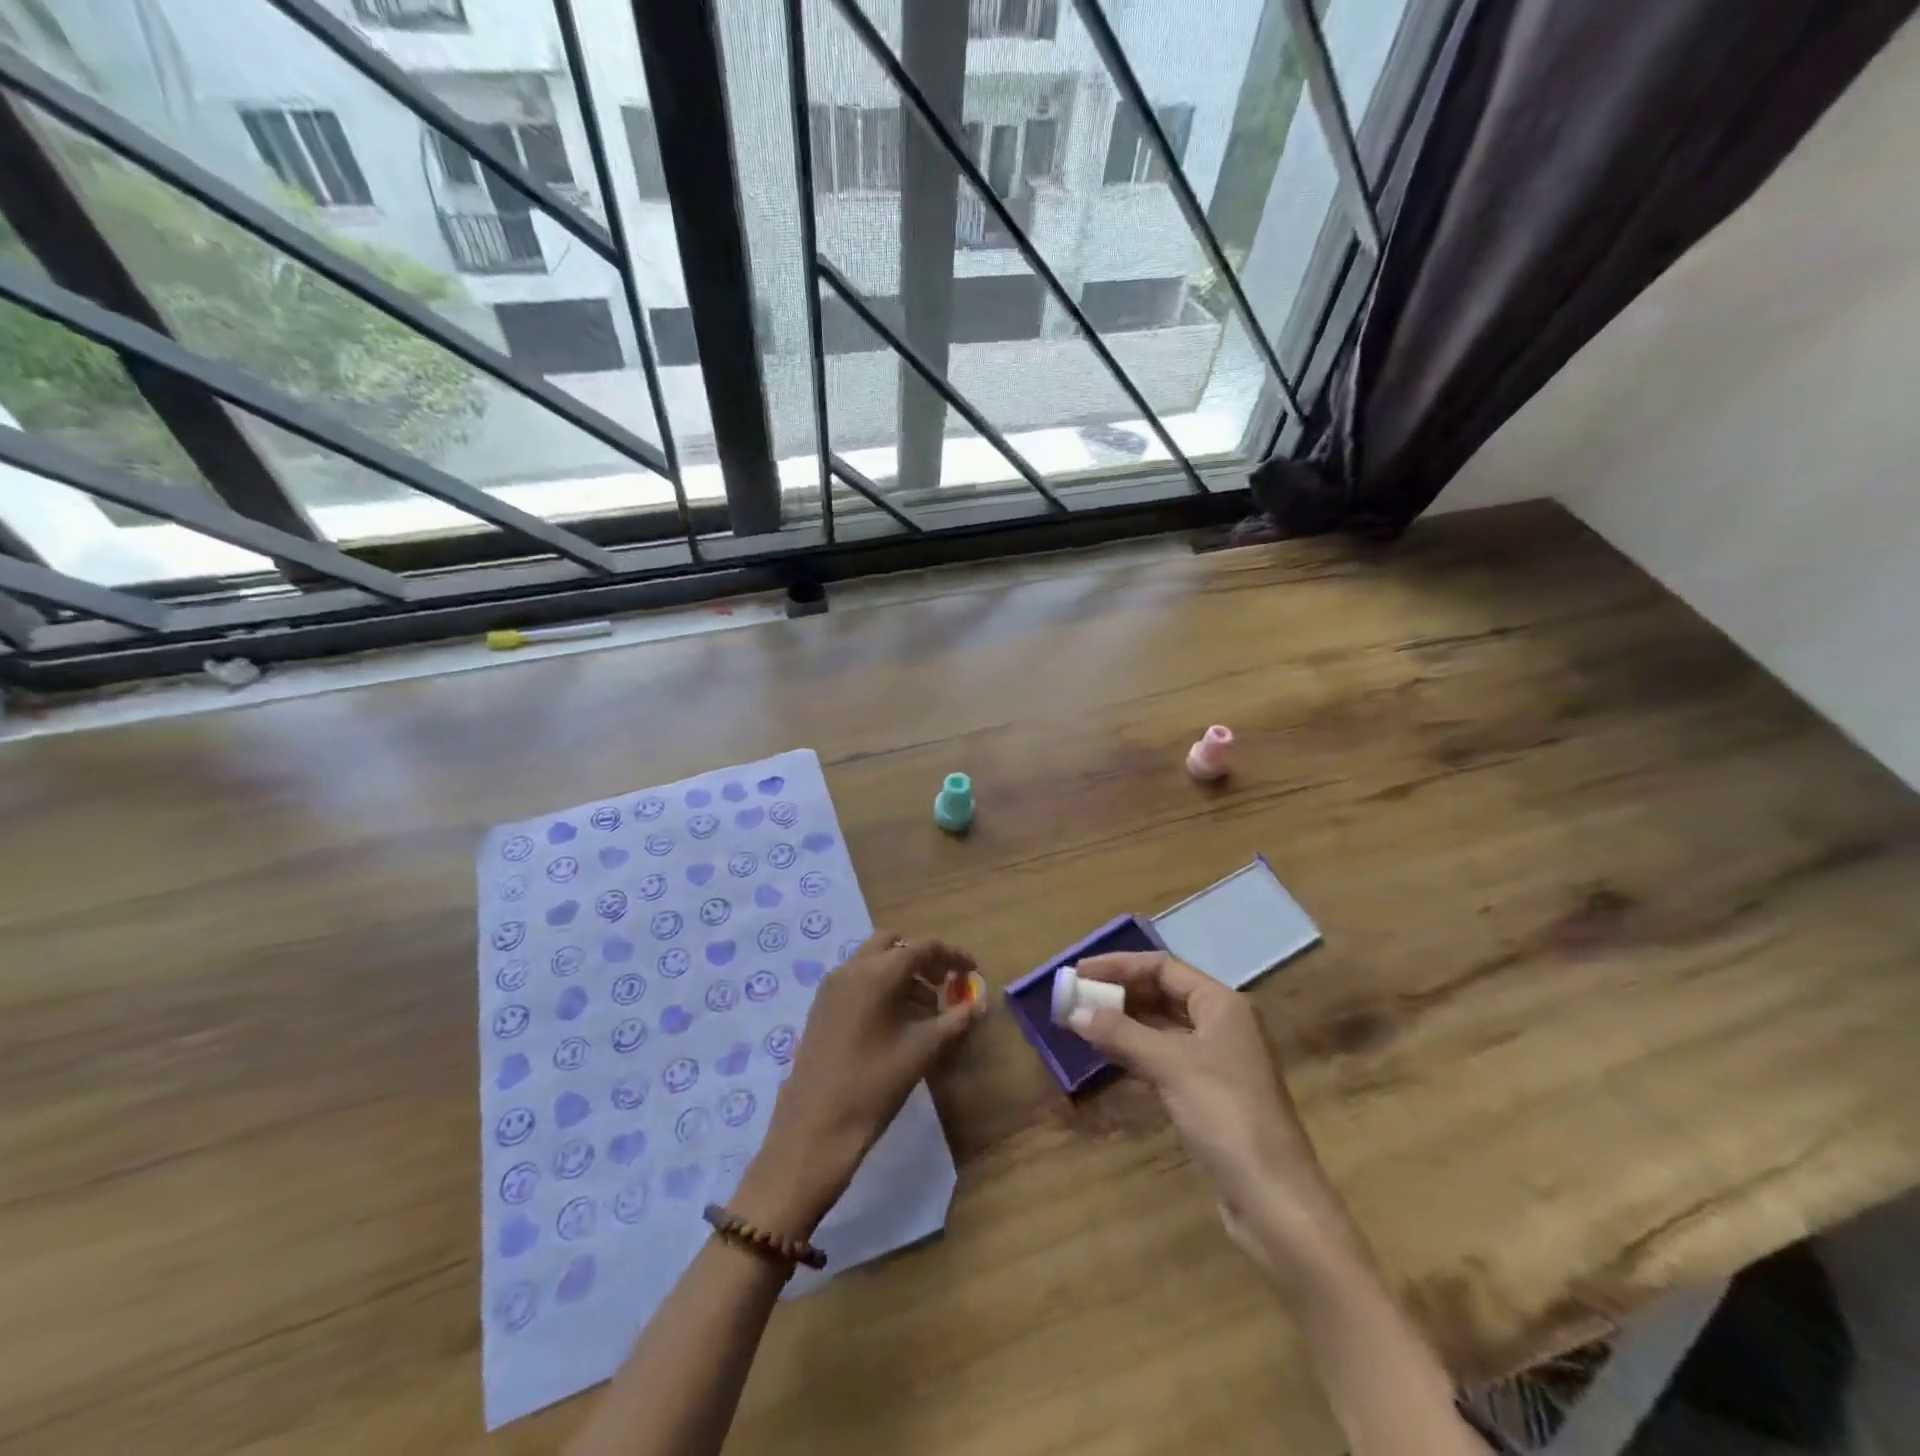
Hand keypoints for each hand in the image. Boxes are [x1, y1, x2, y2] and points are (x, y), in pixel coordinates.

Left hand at [733, 933, 984, 1237]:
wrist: (815, 1126)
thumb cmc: (874, 1084)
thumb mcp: (922, 1051)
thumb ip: (954, 1021)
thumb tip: (978, 1004)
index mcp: (879, 972)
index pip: (923, 947)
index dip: (953, 956)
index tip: (973, 970)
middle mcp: (852, 968)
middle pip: (893, 943)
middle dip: (922, 958)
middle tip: (944, 983)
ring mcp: (832, 985)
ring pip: (873, 959)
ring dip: (901, 972)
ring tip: (925, 1009)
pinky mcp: (821, 1005)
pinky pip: (856, 978)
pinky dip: (879, 984)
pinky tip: (894, 1020)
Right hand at [1070, 952, 1360, 1280]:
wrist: (1274, 1200)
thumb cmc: (1226, 1115)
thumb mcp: (1171, 1066)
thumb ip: (1121, 1034)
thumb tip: (1073, 1012)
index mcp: (1222, 1004)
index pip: (1163, 968)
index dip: (1119, 966)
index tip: (1079, 972)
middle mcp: (1221, 1024)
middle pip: (1162, 994)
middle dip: (1119, 993)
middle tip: (1075, 996)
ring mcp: (1216, 1061)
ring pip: (1161, 1027)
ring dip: (1124, 1022)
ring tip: (1082, 1022)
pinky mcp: (1208, 1094)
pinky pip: (1164, 1057)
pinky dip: (1135, 1051)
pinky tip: (1108, 1056)